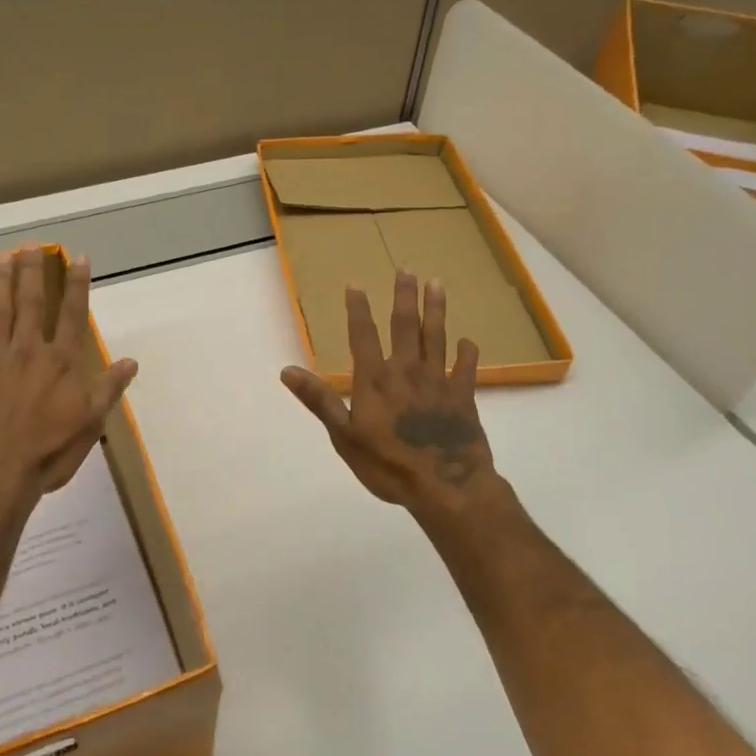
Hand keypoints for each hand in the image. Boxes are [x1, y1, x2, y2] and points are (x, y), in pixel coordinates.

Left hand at [0, 248, 137, 511]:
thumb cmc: (49, 453)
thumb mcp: (90, 424)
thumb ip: (108, 389)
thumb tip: (130, 361)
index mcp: (61, 363)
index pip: (73, 314)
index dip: (77, 284)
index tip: (79, 257)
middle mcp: (28, 352)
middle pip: (31, 303)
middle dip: (33, 272)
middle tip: (32, 244)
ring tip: (1, 257)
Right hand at [280, 271, 508, 527]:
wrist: (446, 485)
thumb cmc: (388, 464)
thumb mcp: (344, 436)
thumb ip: (319, 400)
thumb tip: (287, 371)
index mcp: (375, 379)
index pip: (363, 336)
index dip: (358, 310)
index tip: (356, 285)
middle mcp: (407, 371)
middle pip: (406, 326)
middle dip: (404, 297)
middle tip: (406, 270)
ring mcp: (439, 382)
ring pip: (437, 337)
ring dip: (436, 310)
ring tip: (437, 284)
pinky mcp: (464, 397)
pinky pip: (466, 369)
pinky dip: (467, 354)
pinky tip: (468, 342)